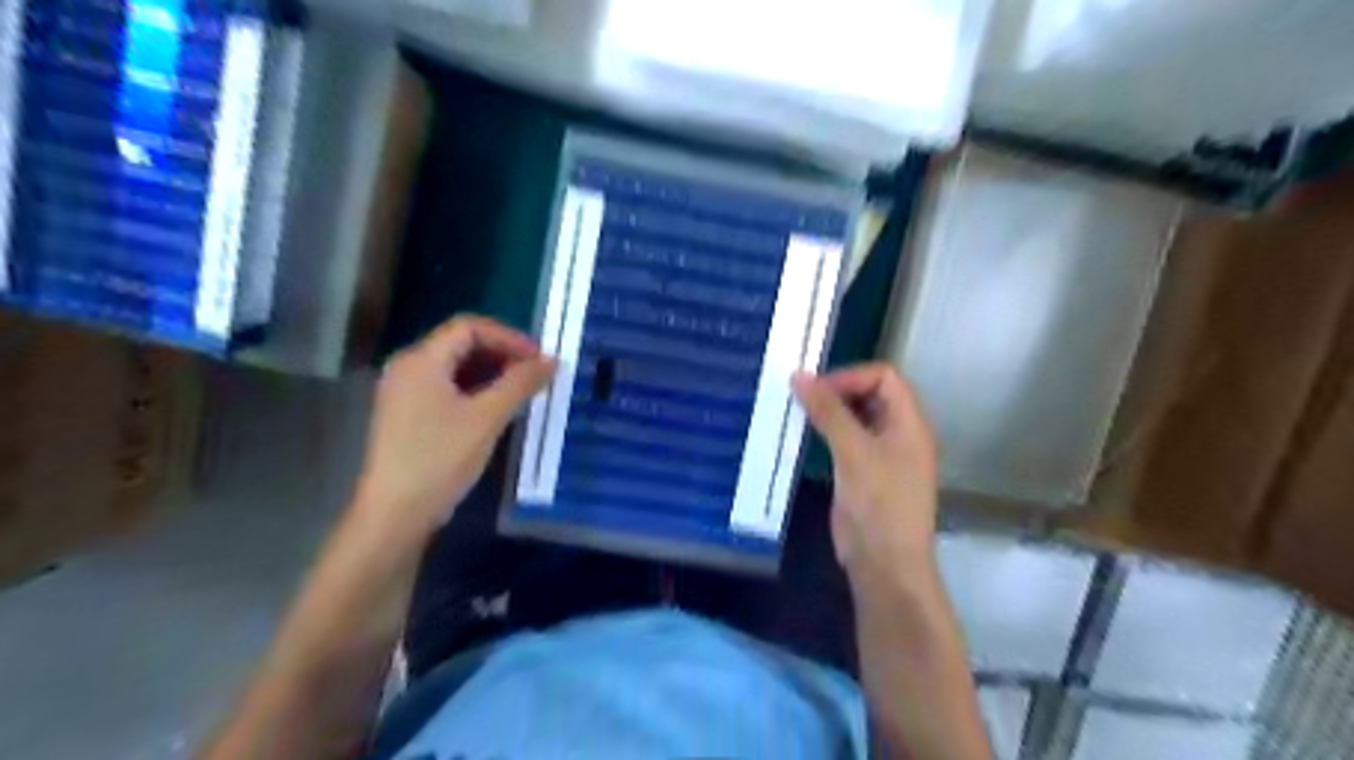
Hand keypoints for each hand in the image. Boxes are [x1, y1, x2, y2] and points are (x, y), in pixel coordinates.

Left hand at [356, 317, 557, 537]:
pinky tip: (496, 409)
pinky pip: (447, 388)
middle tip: (535, 375)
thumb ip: (520, 383)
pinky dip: (475, 390)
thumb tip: (552, 360)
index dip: (508, 337)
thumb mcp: (488, 417)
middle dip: (502, 354)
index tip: (539, 359)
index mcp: (421, 360)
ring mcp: (404, 393)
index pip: (469, 327)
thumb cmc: (440, 458)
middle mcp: (408, 368)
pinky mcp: (408, 415)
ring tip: (522, 392)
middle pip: (461, 344)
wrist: (395, 513)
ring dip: (491, 373)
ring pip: (455, 368)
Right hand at [797, 365, 942, 590]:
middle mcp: (900, 433)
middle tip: (803, 398)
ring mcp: (883, 455)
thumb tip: (799, 375)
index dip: (851, 377)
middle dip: (838, 391)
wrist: (885, 564)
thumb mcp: (853, 452)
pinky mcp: (865, 474)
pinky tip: (805, 436)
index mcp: (910, 423)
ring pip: (857, 417)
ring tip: (798, 412)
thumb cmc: (878, 504)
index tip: (816, 389)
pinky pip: (848, 440)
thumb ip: (828, 411)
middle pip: (872, 394)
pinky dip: (828, 433)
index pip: (884, 377)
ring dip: (830, 412)